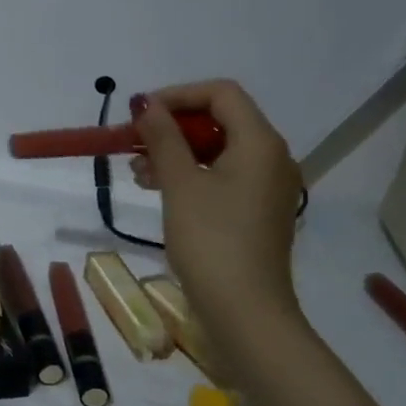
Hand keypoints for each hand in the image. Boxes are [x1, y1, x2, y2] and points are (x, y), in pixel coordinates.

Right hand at [130, 80, 304, 342]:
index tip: (140, 114)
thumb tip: (146, 104)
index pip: (221, 94)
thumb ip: (163, 138)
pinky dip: (190, 175)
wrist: (245, 312)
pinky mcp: (256, 212)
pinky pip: (222, 176)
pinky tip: (158, 189)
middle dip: (173, 127)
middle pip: (220, 120)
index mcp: (260, 143)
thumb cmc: (211, 240)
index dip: (178, 95)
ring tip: (137, 172)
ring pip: (217, 150)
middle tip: (134, 143)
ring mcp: (266, 187)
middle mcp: (271, 158)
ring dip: (176, 152)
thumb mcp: (180, 184)